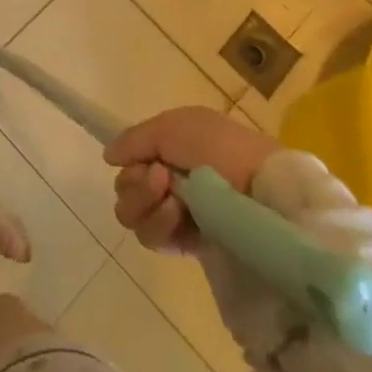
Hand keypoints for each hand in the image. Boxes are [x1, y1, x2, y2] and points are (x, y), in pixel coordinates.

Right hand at [104, 107, 278, 254]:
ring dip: (145, 203)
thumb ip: (134, 139)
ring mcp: (178, 214)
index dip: (130, 161)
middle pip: (125, 188)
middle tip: (161, 179)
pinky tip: (179, 215)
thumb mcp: (173, 126)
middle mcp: (171, 181)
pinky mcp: (186, 245)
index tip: (145, 160)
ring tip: (173, 198)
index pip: (130, 160)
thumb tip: (109, 157)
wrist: (262, 191)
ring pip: (132, 214)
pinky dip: (159, 224)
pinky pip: (151, 239)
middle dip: (136, 183)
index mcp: (171, 150)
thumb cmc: (219, 148)